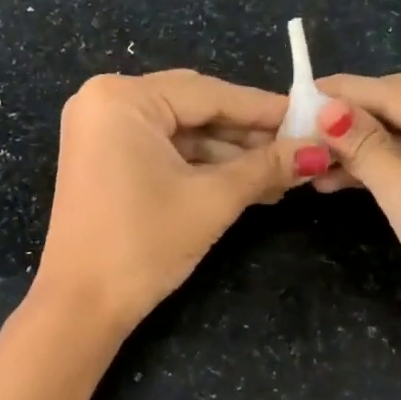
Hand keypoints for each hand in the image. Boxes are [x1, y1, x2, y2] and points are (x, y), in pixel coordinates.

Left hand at [34, 71, 316, 334]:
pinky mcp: (105, 160)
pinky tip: (247, 182)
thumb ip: (265, 168)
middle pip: (195, 109)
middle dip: (248, 135)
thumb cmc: (144, 244)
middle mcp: (106, 102)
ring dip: (230, 155)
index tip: (313, 117)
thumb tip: (318, 152)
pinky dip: (202, 167)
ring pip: (182, 133)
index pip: (209, 94)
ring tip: (283, 175)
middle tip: (300, 149)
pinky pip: (163, 151)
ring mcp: (102, 132)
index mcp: (123, 98)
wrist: (82, 306)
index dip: (265, 109)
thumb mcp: (212, 200)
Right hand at [313, 73, 400, 382]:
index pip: (399, 93)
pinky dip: (376, 168)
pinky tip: (332, 176)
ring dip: (357, 149)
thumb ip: (363, 144)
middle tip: (294, 122)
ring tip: (305, 154)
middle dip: (348, 121)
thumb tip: (321, 106)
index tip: (294, 91)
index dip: (344, 93)